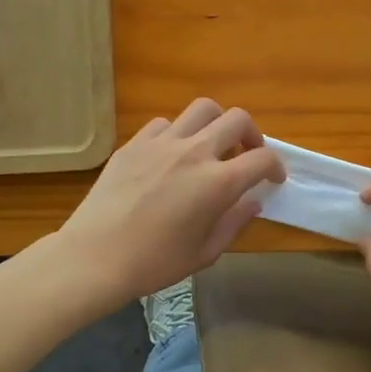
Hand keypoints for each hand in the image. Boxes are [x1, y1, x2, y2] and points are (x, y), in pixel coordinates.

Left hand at [57, 98, 284, 304]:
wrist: (95, 257)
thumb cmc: (155, 263)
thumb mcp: (205, 252)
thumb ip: (235, 222)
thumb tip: (252, 202)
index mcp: (218, 183)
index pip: (263, 159)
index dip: (275, 166)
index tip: (273, 178)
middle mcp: (195, 152)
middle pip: (237, 119)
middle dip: (252, 134)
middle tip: (247, 154)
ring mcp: (162, 143)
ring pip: (202, 109)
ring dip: (216, 123)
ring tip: (212, 144)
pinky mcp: (135, 143)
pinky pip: (165, 124)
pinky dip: (178, 133)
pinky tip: (172, 155)